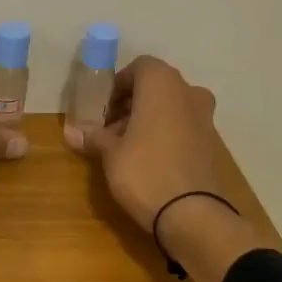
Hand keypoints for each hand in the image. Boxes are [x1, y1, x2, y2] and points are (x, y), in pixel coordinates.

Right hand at [63, 55, 224, 230]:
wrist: (192, 214)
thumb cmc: (145, 171)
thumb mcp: (110, 154)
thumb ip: (93, 137)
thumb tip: (70, 132)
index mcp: (163, 84)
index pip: (139, 67)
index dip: (118, 84)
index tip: (102, 108)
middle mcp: (188, 92)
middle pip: (156, 86)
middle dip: (131, 102)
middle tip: (110, 127)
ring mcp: (205, 117)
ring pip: (171, 106)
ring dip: (148, 118)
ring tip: (126, 146)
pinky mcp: (211, 142)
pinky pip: (183, 126)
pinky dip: (166, 132)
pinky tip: (149, 158)